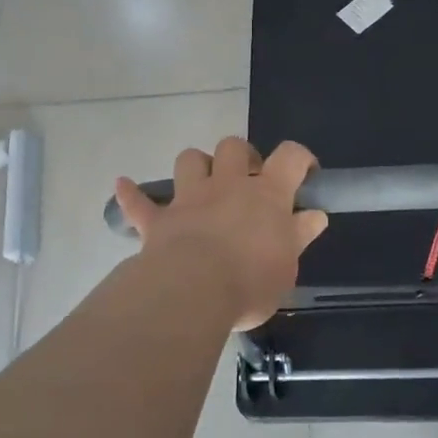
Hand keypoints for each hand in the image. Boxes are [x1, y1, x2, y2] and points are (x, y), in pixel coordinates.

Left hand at [114, 138, 327, 329]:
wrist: (193, 291)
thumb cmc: (250, 281)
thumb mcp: (287, 266)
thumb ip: (299, 236)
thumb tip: (314, 216)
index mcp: (267, 195)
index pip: (290, 157)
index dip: (300, 158)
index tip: (305, 174)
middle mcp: (228, 186)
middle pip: (234, 147)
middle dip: (242, 156)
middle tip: (248, 181)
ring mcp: (189, 199)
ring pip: (190, 159)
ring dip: (197, 166)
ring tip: (202, 184)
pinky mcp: (158, 220)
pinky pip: (139, 202)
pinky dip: (131, 194)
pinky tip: (123, 185)